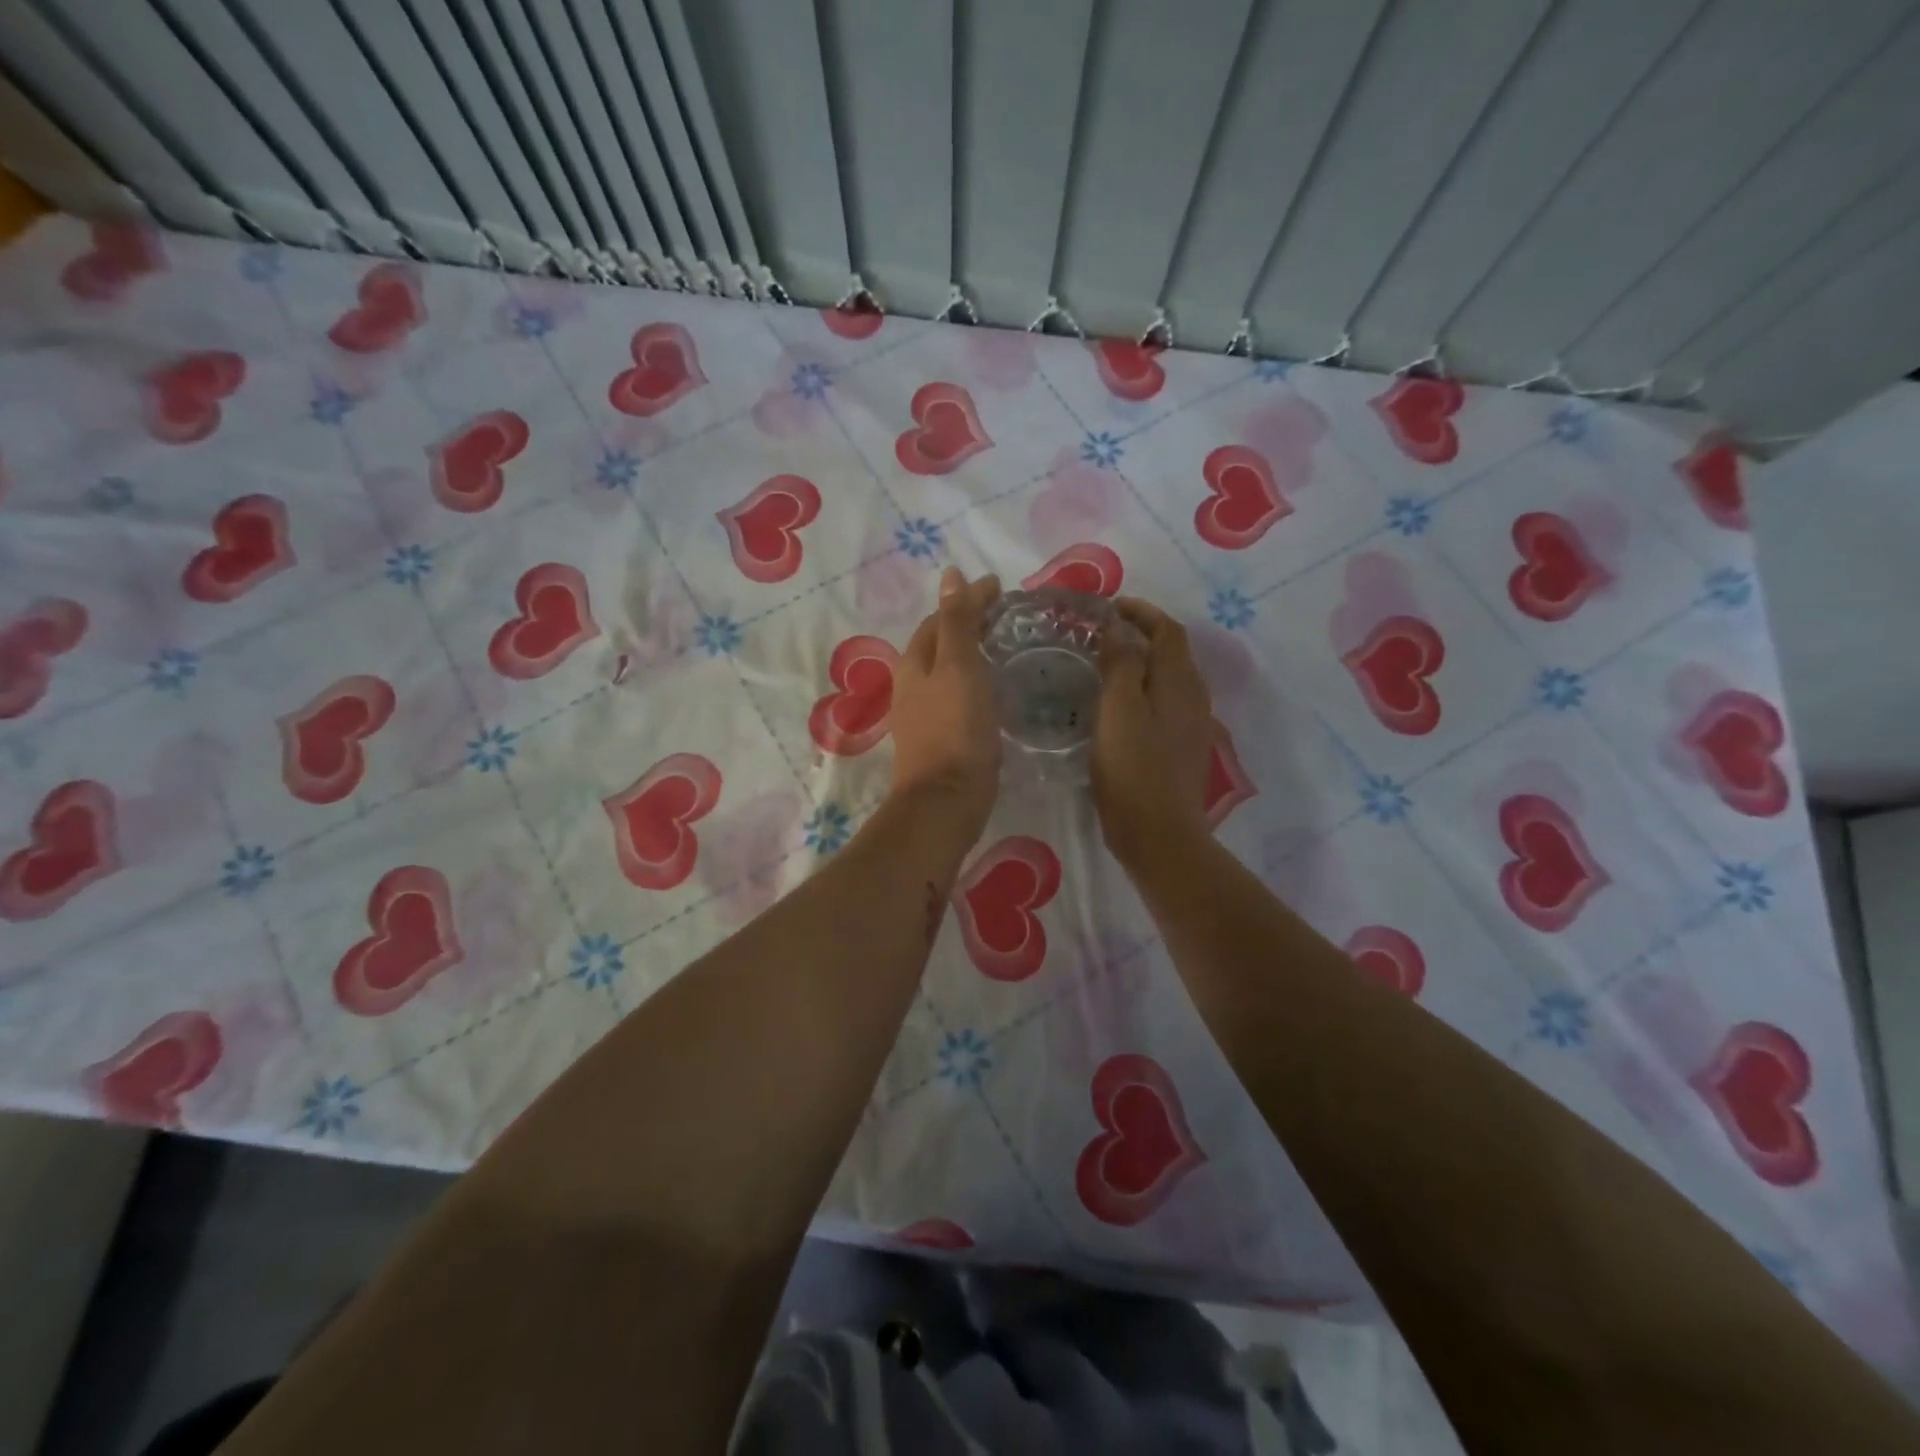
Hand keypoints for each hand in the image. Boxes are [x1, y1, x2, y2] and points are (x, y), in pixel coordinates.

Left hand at [888, 567, 1002, 833]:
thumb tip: (951, 576)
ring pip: (948, 669)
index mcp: (915, 662)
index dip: (968, 599)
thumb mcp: (959, 666)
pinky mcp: (940, 736)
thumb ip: (957, 622)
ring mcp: (923, 713)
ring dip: (971, 651)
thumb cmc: (956, 728)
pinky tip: (992, 688)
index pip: (941, 618)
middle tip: (1005, 614)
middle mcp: (912, 684)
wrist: (947, 799)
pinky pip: (957, 694)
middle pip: (941, 642)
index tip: (1000, 588)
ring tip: (1002, 644)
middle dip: (968, 622)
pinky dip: (974, 679)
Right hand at [1092, 597, 1214, 865]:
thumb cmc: (1132, 769)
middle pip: (1173, 653)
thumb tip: (1119, 626)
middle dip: (1143, 634)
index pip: (1167, 631)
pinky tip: (1122, 706)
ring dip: (1145, 662)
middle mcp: (1193, 697)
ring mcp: (1192, 725)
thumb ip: (1121, 663)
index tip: (1110, 607)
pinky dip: (1146, 690)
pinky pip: (1167, 704)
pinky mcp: (1183, 749)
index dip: (1142, 612)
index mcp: (1178, 682)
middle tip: (1105, 633)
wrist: (1159, 834)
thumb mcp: (1118, 709)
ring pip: (1171, 679)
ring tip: (1109, 664)